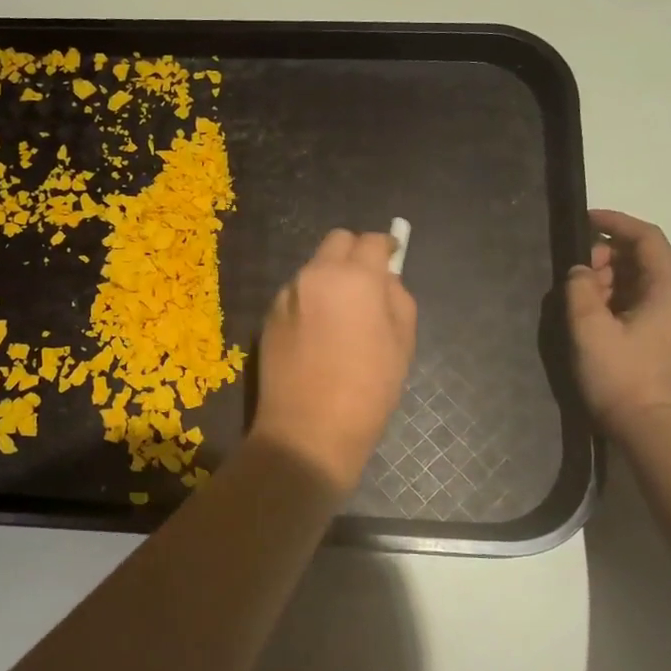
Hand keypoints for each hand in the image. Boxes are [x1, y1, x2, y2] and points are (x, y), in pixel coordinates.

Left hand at [252, 229, 417, 494]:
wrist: (307, 430)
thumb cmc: (367, 389)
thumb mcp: (402, 342)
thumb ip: (397, 298)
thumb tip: (385, 280)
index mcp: (354, 277)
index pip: (373, 241)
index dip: (387, 249)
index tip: (393, 260)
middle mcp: (315, 275)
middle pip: (337, 241)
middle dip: (355, 253)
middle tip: (367, 283)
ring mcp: (286, 295)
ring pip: (313, 268)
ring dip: (330, 278)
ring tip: (341, 316)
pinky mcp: (268, 317)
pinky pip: (296, 294)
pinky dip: (310, 301)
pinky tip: (317, 335)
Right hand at [566, 209, 670, 438]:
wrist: (656, 430)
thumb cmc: (623, 377)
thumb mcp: (589, 330)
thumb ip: (580, 290)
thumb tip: (580, 271)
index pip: (647, 237)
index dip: (615, 222)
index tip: (585, 218)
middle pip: (649, 256)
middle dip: (610, 255)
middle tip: (578, 274)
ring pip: (649, 278)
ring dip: (615, 277)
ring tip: (585, 296)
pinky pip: (653, 299)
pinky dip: (626, 295)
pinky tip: (602, 313)